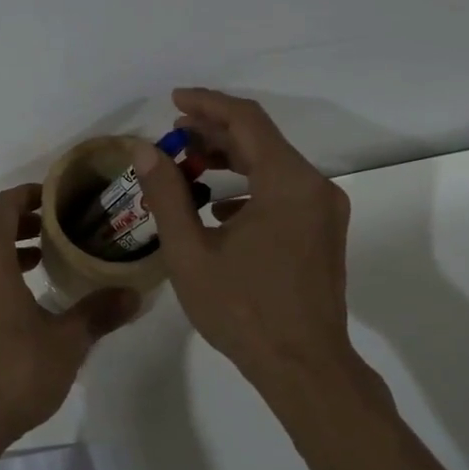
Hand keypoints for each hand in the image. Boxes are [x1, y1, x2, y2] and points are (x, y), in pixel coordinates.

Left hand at [0, 184, 138, 450]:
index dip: (26, 195)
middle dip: (22, 224)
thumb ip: (98, 312)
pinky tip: (23, 302)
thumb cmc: (12, 372)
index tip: (54, 197)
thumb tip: (135, 294)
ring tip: (44, 261)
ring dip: (8, 252)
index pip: (1, 207)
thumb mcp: (66, 342)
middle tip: (59, 228)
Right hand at [134, 89, 379, 400]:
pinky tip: (218, 207)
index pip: (246, 120)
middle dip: (214, 132)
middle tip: (172, 136)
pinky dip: (249, 187)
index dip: (207, 104)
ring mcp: (324, 211)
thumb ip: (166, 194)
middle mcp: (315, 187)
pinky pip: (284, 192)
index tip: (173, 101)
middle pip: (261, 140)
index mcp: (288, 183)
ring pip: (273, 166)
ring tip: (187, 165)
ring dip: (230, 159)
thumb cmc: (243, 310)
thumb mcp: (191, 252)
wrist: (304, 368)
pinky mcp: (323, 232)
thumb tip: (145, 150)